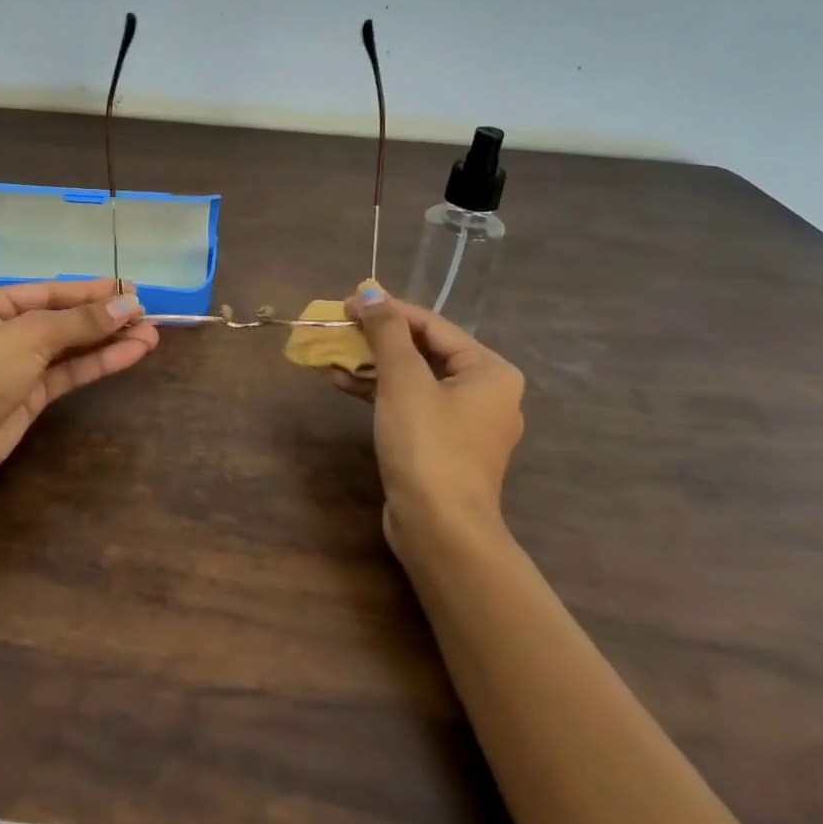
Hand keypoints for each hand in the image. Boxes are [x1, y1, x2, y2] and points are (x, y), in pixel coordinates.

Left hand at [0, 278, 158, 490]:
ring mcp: (20, 364)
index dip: (91, 290)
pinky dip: (98, 363)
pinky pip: (70, 372)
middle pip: (64, 318)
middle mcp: (6, 329)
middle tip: (147, 315)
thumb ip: (82, 321)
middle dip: (104, 317)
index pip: (51, 291)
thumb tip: (129, 306)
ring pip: (71, 347)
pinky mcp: (31, 395)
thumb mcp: (31, 334)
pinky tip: (130, 354)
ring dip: (108, 341)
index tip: (130, 290)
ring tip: (150, 335)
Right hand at [332, 287, 524, 562]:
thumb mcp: (403, 381)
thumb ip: (387, 332)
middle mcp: (486, 392)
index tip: (346, 304)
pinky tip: (343, 384)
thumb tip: (370, 293)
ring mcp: (465, 422)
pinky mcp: (443, 445)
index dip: (387, 310)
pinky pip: (411, 404)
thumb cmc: (428, 445)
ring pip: (414, 379)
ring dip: (372, 366)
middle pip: (423, 350)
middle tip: (339, 328)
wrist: (440, 530)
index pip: (432, 325)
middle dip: (377, 340)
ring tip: (332, 356)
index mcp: (490, 370)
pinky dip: (379, 393)